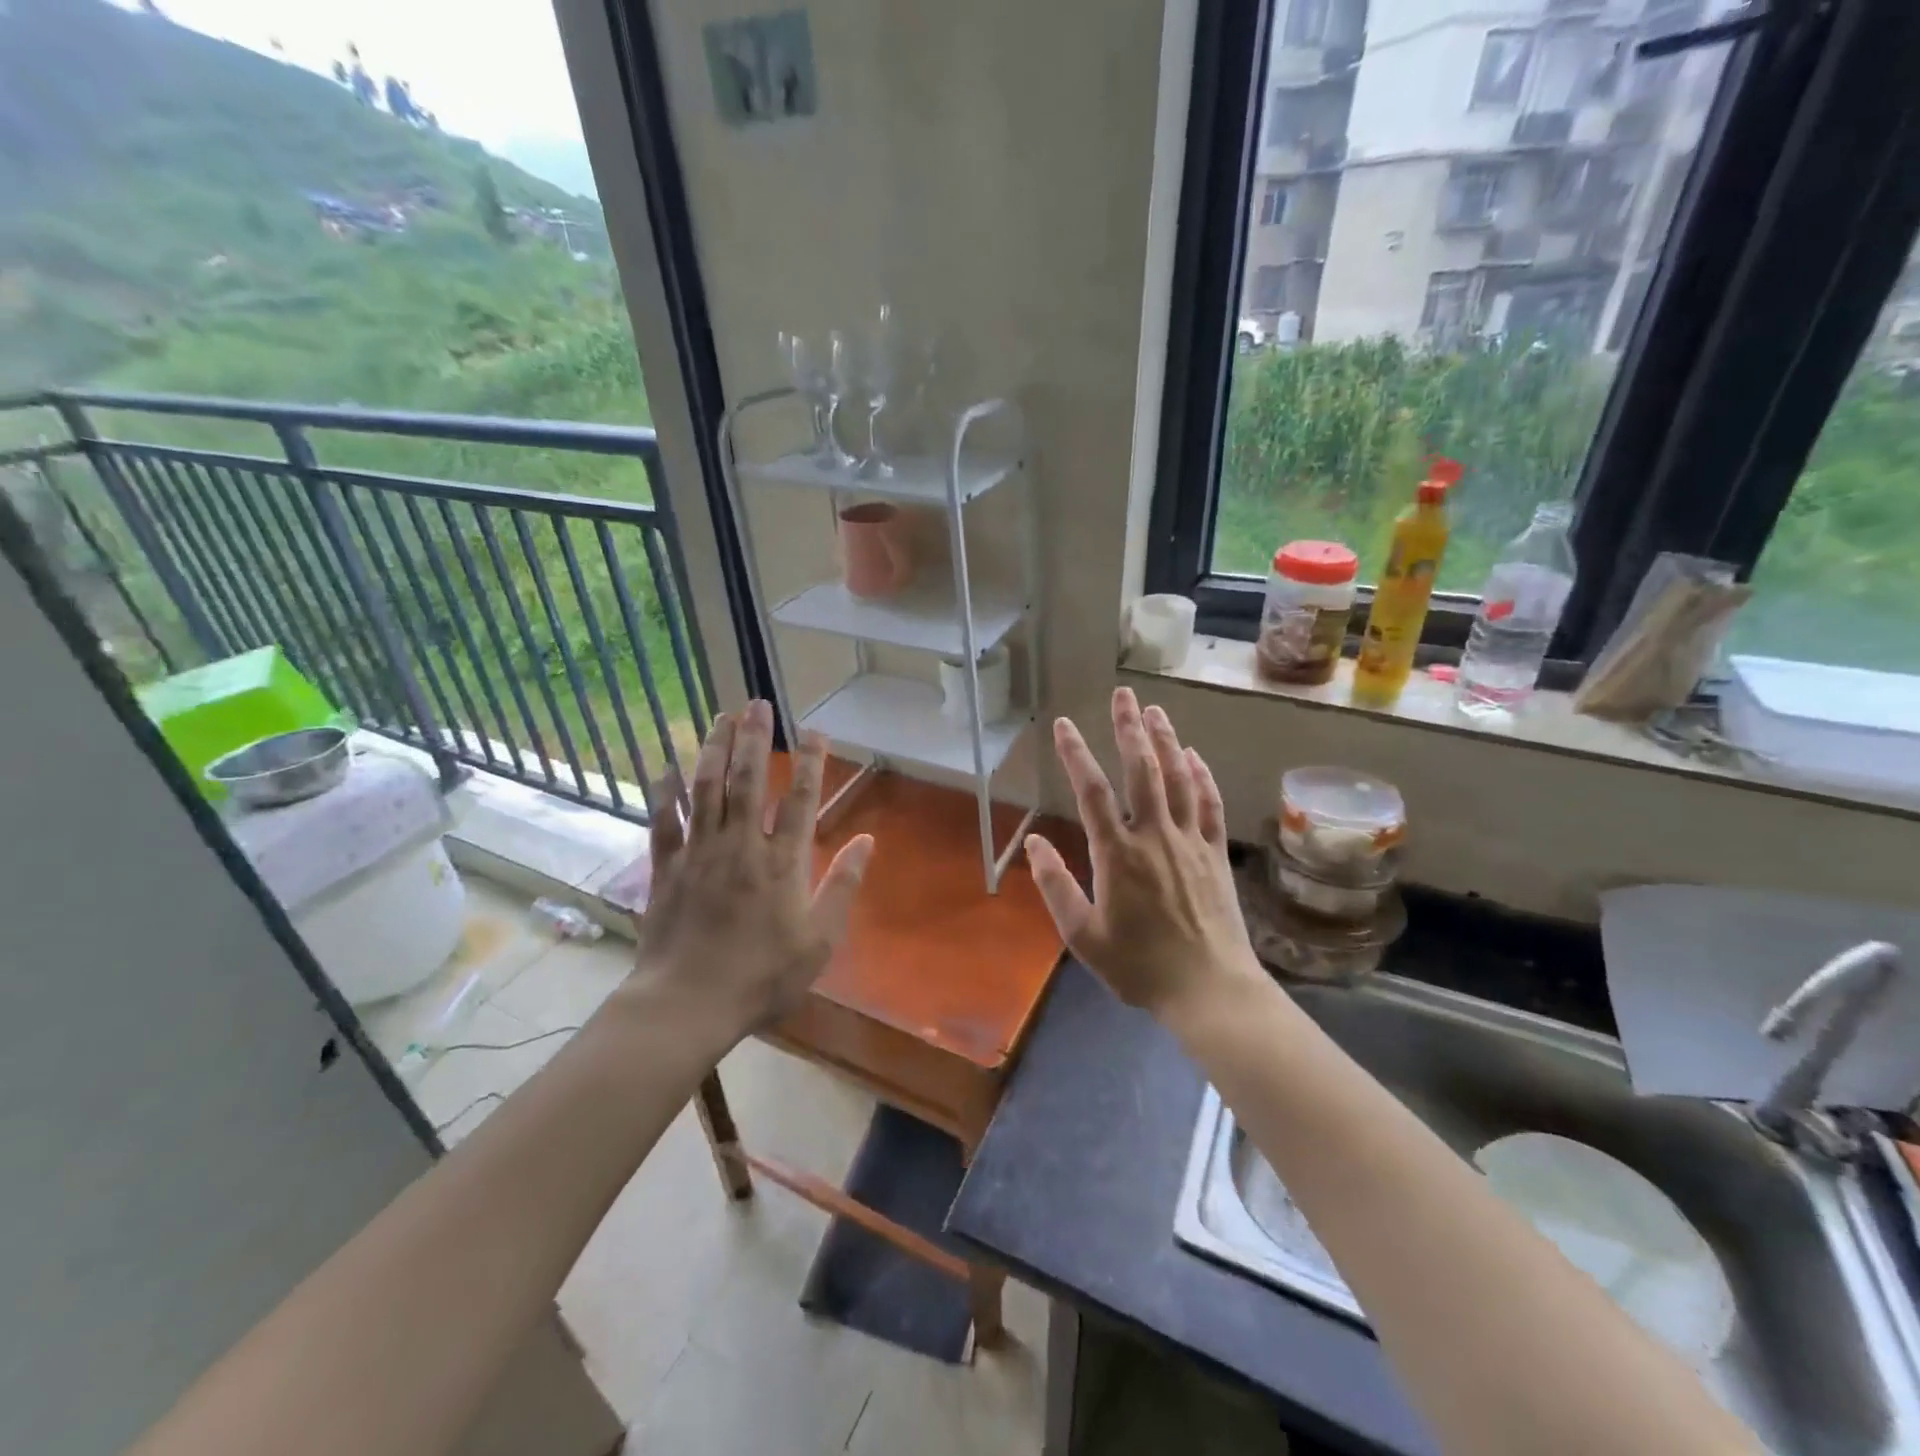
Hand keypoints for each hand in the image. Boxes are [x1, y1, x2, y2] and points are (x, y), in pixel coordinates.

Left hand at [626, 701, 872, 1042]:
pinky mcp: (667, 868)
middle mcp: (741, 845)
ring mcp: (700, 853)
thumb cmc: (762, 976)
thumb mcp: (819, 939)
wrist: (688, 1003)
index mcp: (782, 862)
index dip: (811, 763)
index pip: (801, 800)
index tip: (816, 732)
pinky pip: (664, 821)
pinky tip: (666, 766)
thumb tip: (868, 840)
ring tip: (722, 718)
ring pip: (707, 789)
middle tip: (758, 704)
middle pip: (749, 781)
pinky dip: (665, 791)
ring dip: (715, 750)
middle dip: (756, 739)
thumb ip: (843, 886)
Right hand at [1025, 688, 1264, 1025]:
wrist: (1209, 989)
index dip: (1076, 755)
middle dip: (1130, 729)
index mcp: (1118, 855)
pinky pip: (1209, 804)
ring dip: (1166, 741)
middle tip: (1124, 694)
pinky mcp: (1215, 853)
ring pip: (1178, 779)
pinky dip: (1201, 776)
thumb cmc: (1139, 966)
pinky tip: (1193, 756)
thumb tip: (1032, 843)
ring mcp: (1190, 842)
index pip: (1093, 793)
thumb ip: (1056, 887)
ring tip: (1155, 710)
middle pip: (1142, 771)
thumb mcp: (1083, 936)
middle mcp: (1155, 837)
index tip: (1063, 725)